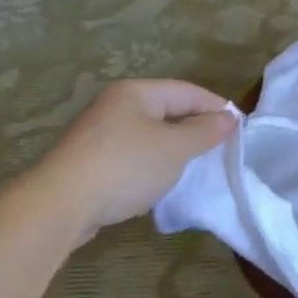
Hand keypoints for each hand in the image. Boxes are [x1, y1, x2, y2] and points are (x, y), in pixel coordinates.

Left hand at [26, 80, 236, 241]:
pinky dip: (151, 165)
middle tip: (220, 149)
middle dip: (195, 129)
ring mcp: (98, 133)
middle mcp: (116, 105)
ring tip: (194, 168)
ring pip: (149, 135)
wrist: (58, 206)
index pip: (188, 91)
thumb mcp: (176, 148)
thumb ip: (205, 131)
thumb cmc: (126, 167)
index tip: (239, 129)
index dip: (216, 108)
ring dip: (173, 149)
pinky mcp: (88, 161)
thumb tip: (229, 118)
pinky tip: (159, 183)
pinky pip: (132, 155)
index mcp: (137, 92)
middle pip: (168, 111)